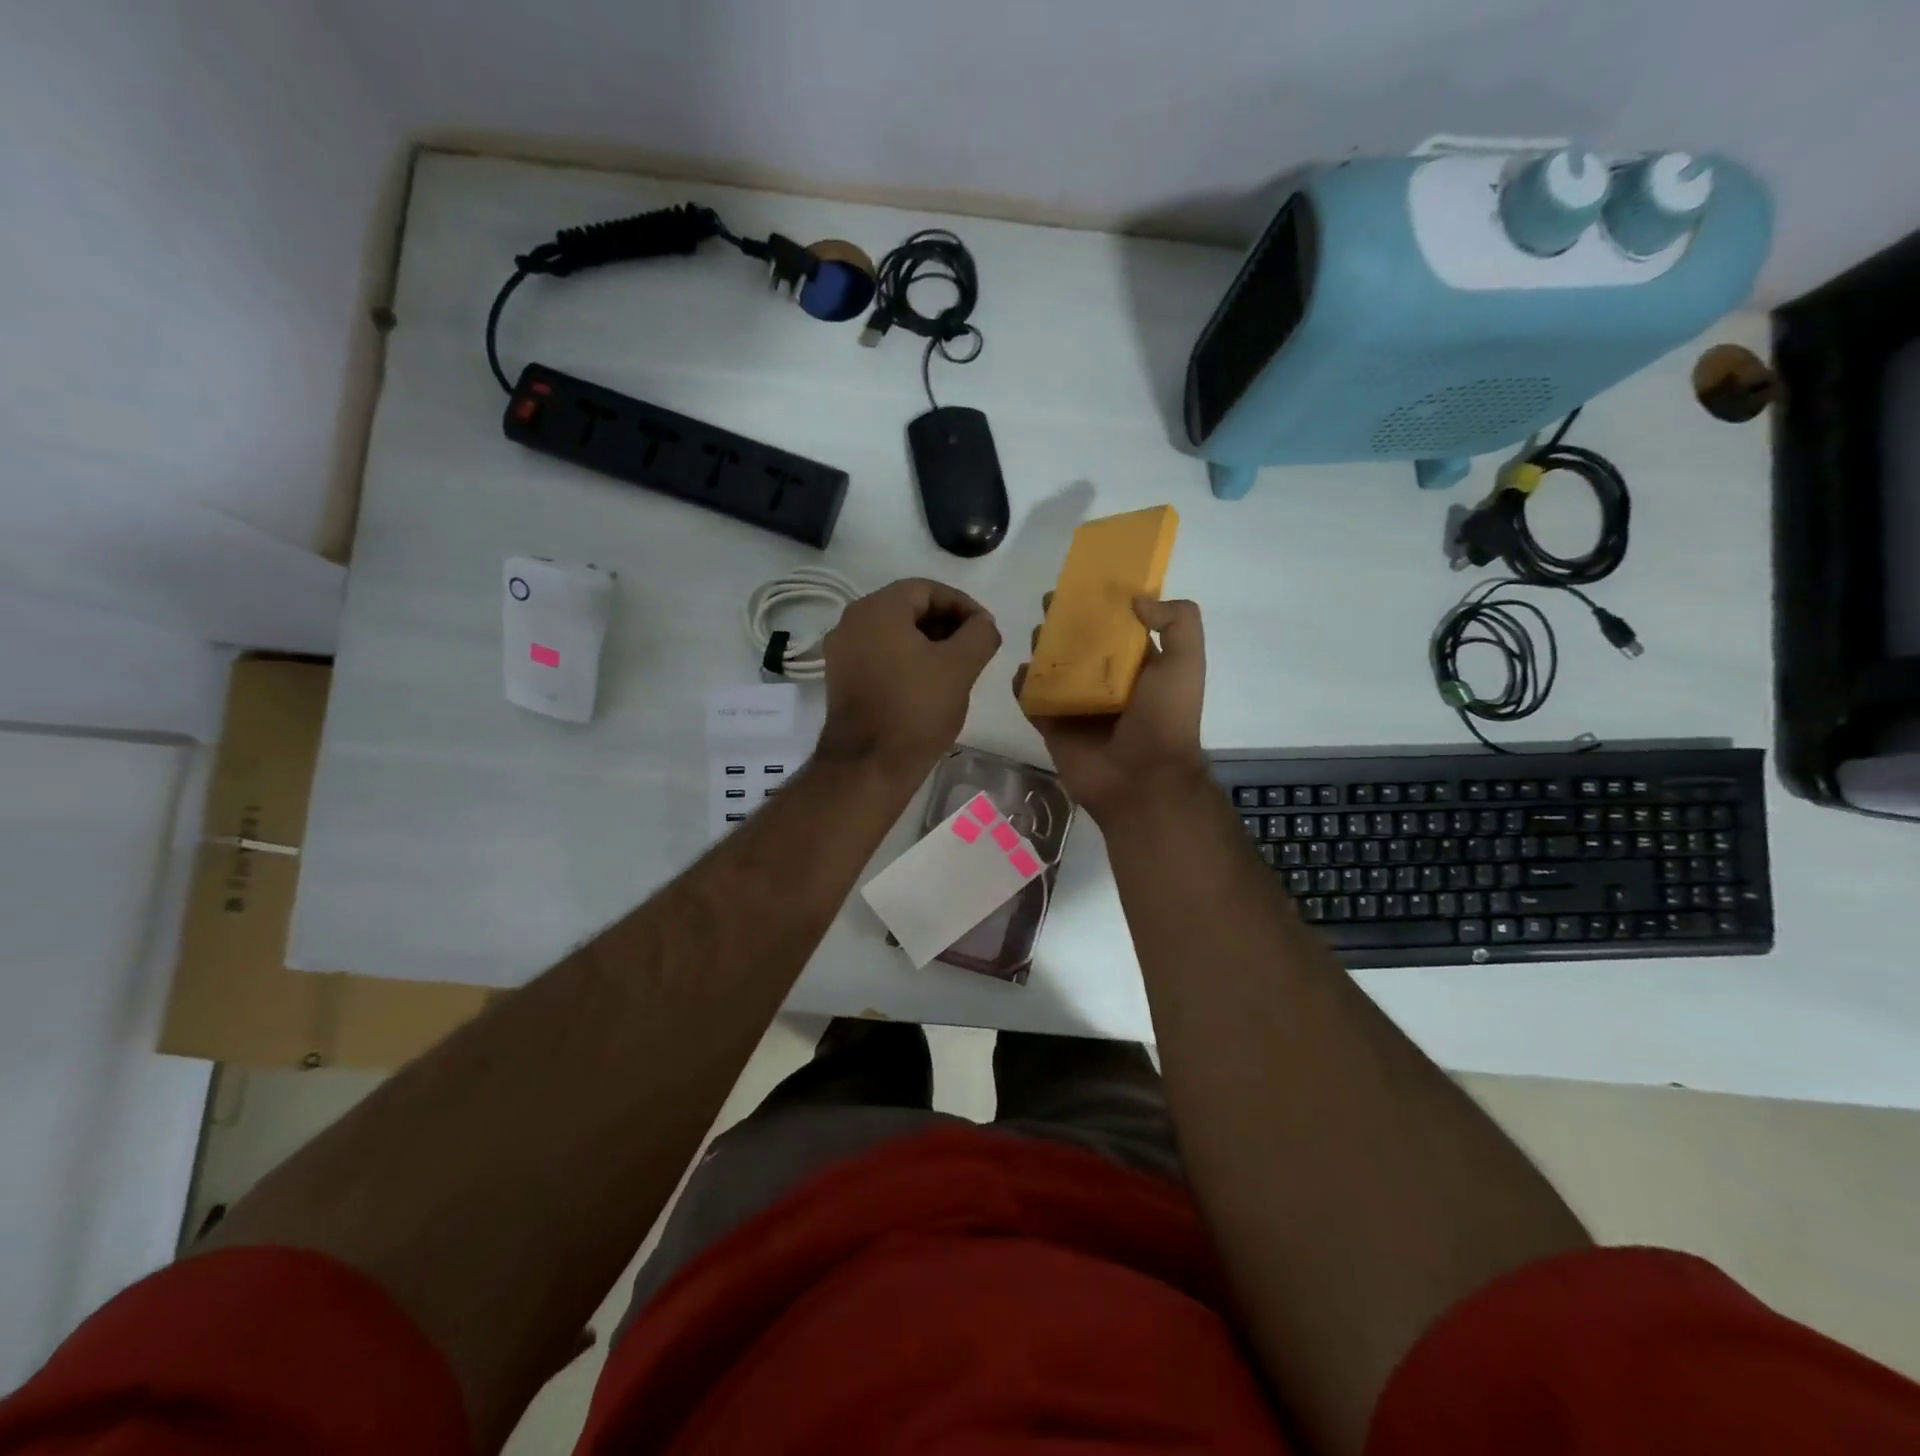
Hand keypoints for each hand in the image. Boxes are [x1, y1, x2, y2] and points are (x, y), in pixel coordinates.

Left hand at [818, 578, 1001, 773]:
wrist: (869, 765)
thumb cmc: (916, 709)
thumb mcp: (960, 667)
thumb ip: (980, 634)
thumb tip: (983, 624)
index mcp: (878, 609)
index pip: (928, 589)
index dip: (963, 605)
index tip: (986, 629)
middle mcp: (851, 621)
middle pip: (908, 608)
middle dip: (946, 624)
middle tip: (975, 649)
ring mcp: (842, 652)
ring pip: (894, 633)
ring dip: (928, 643)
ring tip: (957, 668)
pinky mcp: (841, 679)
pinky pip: (880, 655)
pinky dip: (907, 660)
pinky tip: (929, 684)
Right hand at [1016, 596, 1206, 822]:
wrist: (1142, 780)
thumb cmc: (1165, 718)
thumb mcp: (1186, 662)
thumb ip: (1178, 621)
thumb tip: (1138, 601)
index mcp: (1139, 668)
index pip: (1118, 629)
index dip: (1102, 605)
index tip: (1083, 584)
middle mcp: (1107, 684)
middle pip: (1080, 646)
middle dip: (1065, 624)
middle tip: (1049, 605)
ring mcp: (1078, 707)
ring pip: (1053, 671)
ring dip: (1042, 650)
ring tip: (1035, 634)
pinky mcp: (1054, 727)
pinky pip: (1033, 702)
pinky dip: (1023, 686)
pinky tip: (1021, 672)